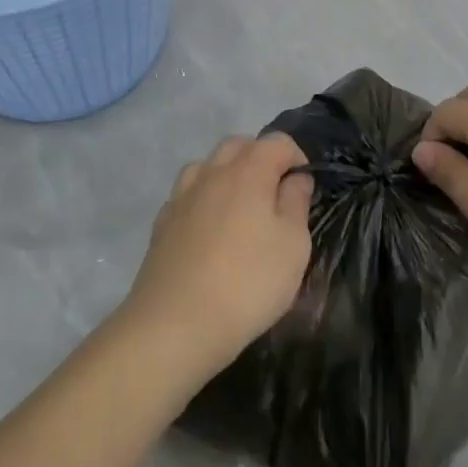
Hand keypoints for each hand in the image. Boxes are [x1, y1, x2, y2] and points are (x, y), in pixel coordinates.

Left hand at [123, 134, 313, 386]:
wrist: (175, 325)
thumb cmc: (248, 283)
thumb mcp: (293, 246)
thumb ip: (296, 203)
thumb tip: (295, 179)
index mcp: (248, 171)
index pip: (277, 142)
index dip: (296, 156)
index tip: (306, 186)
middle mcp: (212, 173)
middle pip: (238, 145)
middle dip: (260, 157)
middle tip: (276, 192)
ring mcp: (182, 196)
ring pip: (207, 165)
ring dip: (227, 174)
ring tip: (241, 207)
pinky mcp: (162, 223)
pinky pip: (187, 194)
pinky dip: (203, 199)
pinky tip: (209, 229)